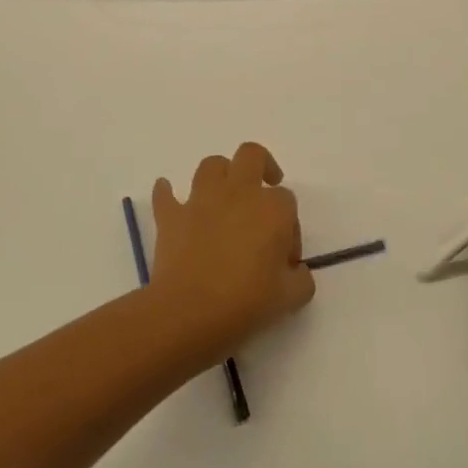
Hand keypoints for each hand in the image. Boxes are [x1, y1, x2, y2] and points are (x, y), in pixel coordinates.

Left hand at [150, 142, 315, 356]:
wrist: (190, 312)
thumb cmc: (246, 302)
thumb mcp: (291, 298)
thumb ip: (301, 278)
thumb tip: (295, 271)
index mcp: (272, 209)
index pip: (287, 201)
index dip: (290, 226)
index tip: (285, 257)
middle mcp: (238, 193)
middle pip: (251, 155)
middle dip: (262, 164)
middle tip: (265, 186)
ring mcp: (201, 201)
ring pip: (212, 166)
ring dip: (220, 174)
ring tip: (224, 196)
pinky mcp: (171, 216)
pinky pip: (165, 195)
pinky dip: (168, 193)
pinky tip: (170, 198)